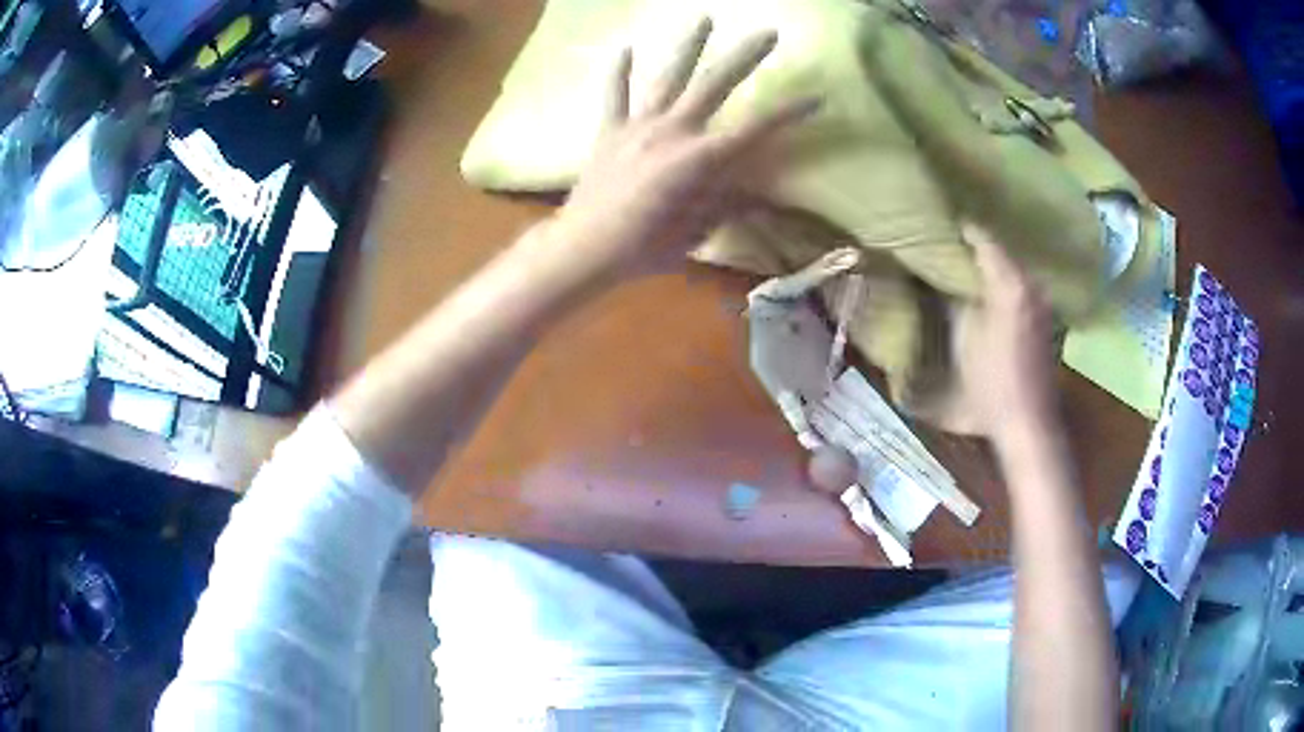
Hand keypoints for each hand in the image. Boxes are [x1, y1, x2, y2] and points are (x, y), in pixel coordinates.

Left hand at [551, 18, 818, 278]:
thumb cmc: (646, 246)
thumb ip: (728, 205)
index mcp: (700, 159)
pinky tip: (624, 47)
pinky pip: (615, 95)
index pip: (755, 129)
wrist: (586, 247)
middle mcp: (673, 131)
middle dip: (745, 57)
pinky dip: (619, 72)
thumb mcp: (697, 231)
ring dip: (688, 45)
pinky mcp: (611, 131)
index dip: (789, 113)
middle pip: (715, 85)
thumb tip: (761, 196)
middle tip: (768, 33)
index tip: (816, 96)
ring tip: (704, 17)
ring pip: (668, 77)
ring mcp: (639, 126)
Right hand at [956, 225, 1057, 441]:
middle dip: (971, 244)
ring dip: (986, 262)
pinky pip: (1018, 284)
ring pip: (1009, 266)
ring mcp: (1041, 300)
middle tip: (941, 241)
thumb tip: (937, 275)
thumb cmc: (991, 384)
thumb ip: (952, 299)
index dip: (958, 228)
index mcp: (1010, 283)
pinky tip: (982, 290)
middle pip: (998, 248)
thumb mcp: (962, 338)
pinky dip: (1000, 280)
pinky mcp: (1043, 317)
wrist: (1027, 423)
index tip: (933, 222)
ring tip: (958, 263)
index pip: (982, 237)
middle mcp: (1031, 283)